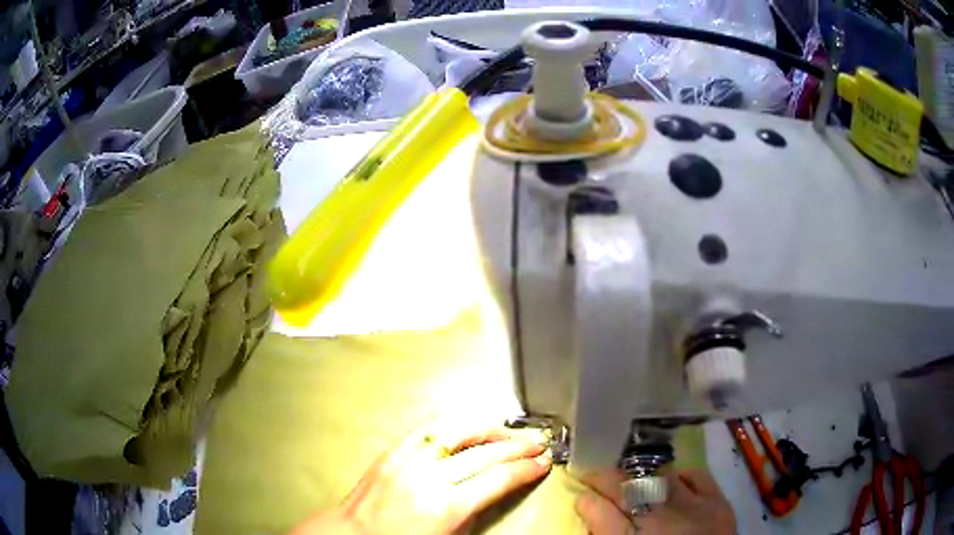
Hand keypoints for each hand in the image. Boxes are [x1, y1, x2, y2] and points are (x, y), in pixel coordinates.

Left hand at [292, 426, 551, 534]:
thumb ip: (474, 514)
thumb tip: (493, 492)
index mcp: (445, 507)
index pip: (497, 479)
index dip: (525, 469)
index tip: (543, 464)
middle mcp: (427, 478)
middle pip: (482, 453)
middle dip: (515, 446)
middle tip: (538, 443)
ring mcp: (406, 460)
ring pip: (455, 432)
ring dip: (487, 429)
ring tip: (509, 430)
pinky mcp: (390, 452)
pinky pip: (426, 431)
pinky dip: (452, 426)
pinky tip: (465, 428)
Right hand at [575, 469, 735, 534]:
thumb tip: (593, 515)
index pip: (602, 515)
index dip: (586, 502)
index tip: (578, 496)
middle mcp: (662, 523)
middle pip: (628, 490)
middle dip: (604, 479)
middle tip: (591, 474)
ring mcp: (694, 509)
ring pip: (660, 478)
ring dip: (639, 475)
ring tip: (629, 476)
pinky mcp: (719, 504)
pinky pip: (697, 476)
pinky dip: (681, 475)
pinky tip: (672, 480)